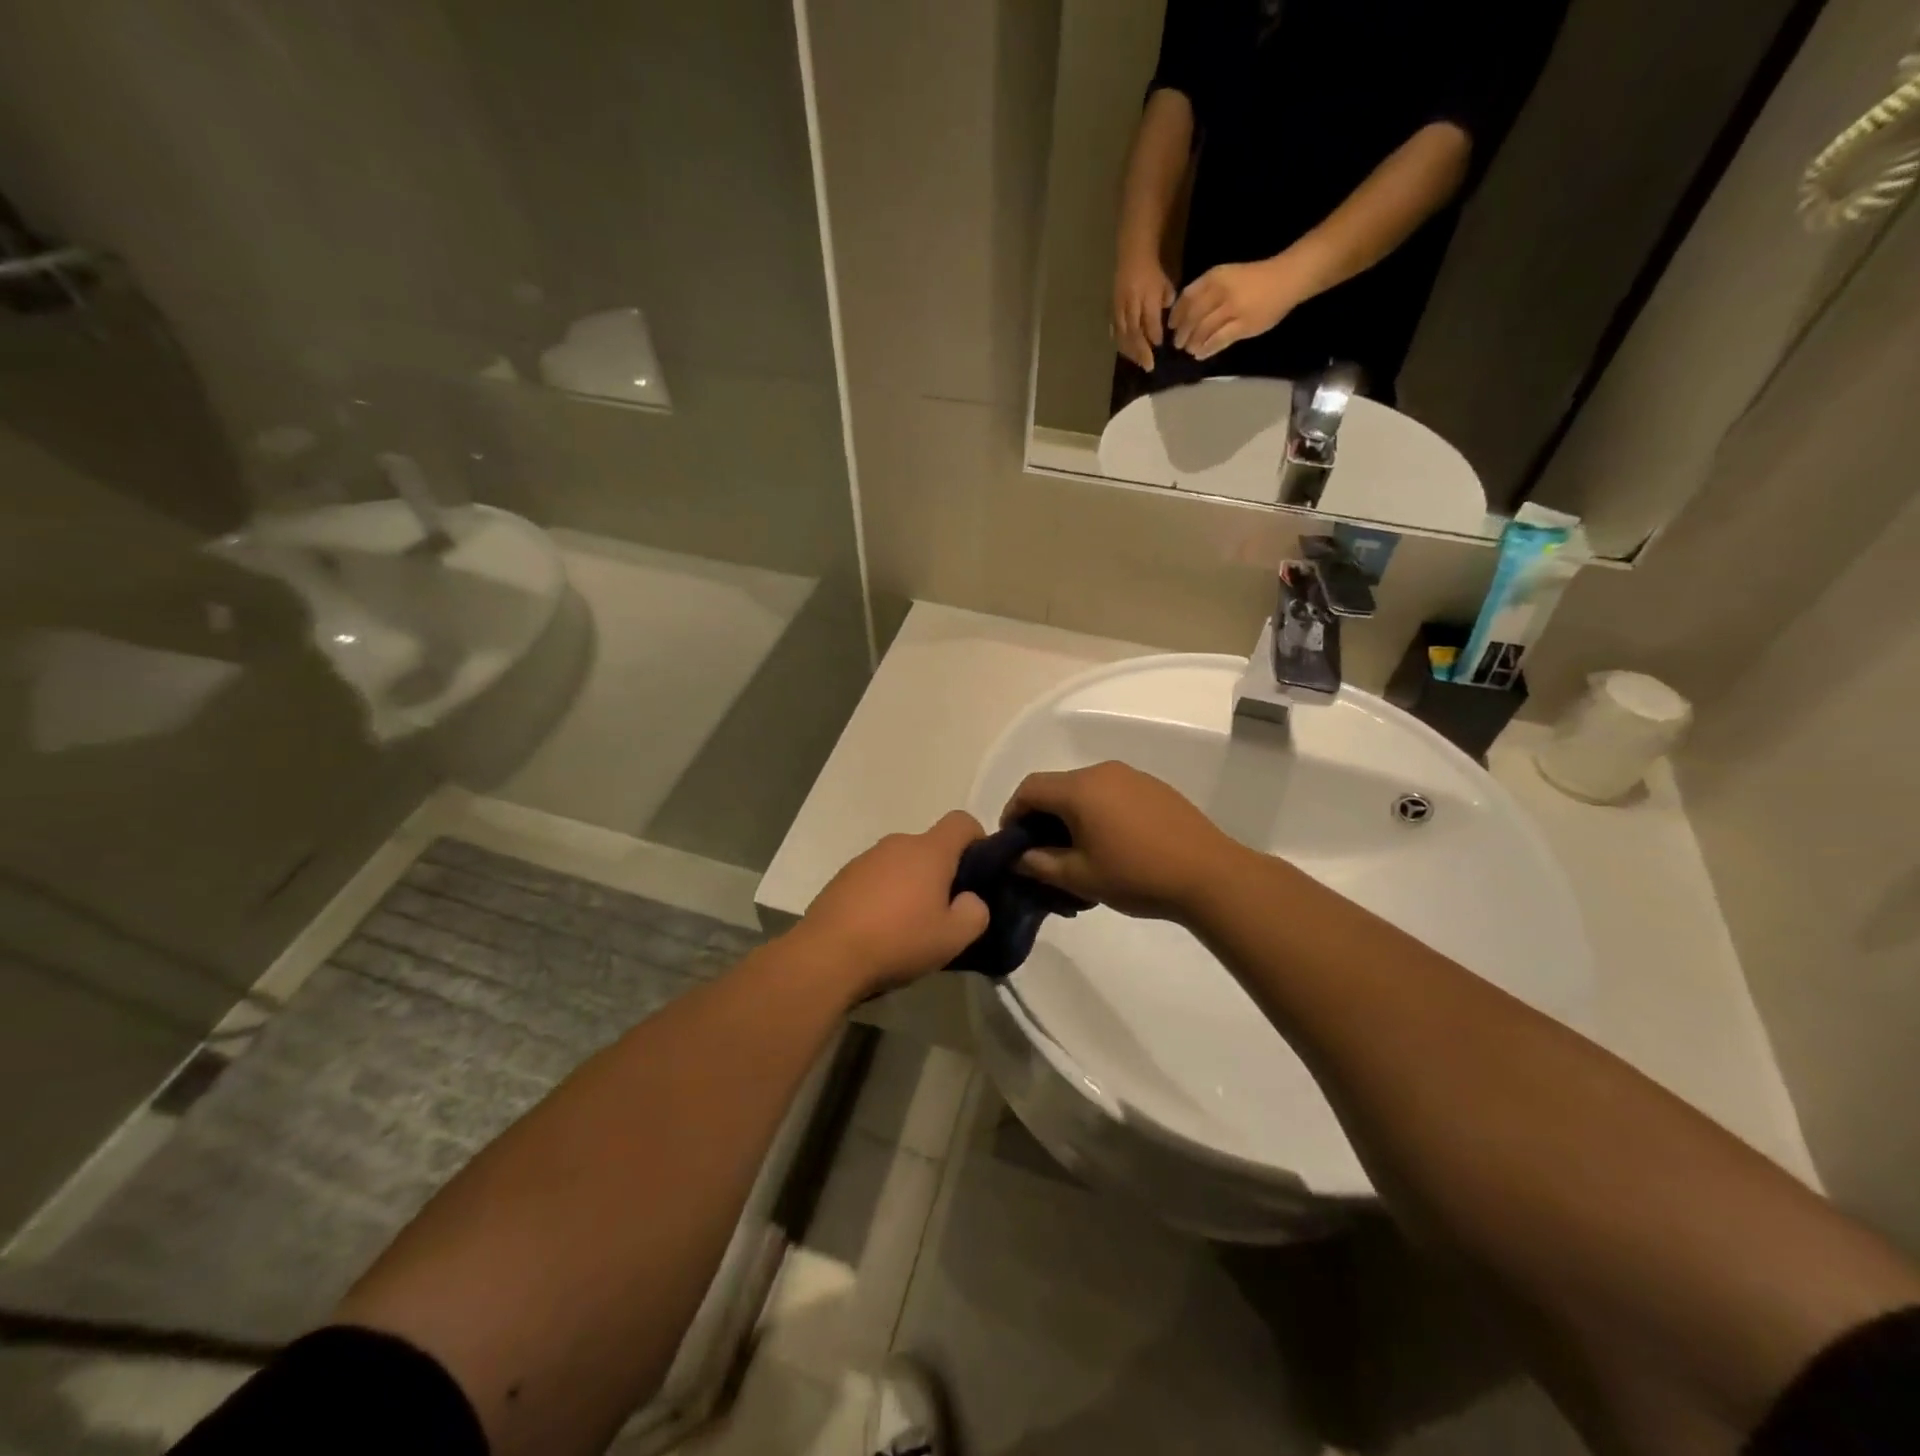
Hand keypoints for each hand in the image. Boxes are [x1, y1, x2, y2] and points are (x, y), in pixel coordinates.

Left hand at [793, 811, 989, 998]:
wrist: (827, 955)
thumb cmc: (898, 941)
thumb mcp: (953, 938)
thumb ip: (976, 912)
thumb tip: (970, 900)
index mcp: (929, 850)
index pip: (962, 821)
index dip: (978, 839)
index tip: (980, 871)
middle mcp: (897, 844)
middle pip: (931, 846)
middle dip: (943, 872)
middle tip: (946, 910)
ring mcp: (865, 858)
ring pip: (902, 863)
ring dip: (912, 884)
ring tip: (910, 925)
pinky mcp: (842, 877)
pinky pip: (876, 878)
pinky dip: (884, 895)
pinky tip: (879, 929)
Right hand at [1000, 762, 1242, 921]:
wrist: (1209, 875)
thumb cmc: (1136, 876)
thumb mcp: (1080, 877)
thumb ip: (1040, 864)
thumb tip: (1017, 858)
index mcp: (1079, 789)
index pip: (1029, 788)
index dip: (1012, 813)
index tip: (1012, 844)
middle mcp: (1103, 772)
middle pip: (1057, 786)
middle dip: (1042, 817)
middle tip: (1042, 853)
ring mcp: (1132, 776)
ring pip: (1085, 790)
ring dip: (1071, 815)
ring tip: (1077, 852)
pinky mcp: (1154, 787)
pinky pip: (1112, 793)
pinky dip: (1098, 812)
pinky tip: (1111, 844)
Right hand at [1112, 252, 1174, 370]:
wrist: (1132, 254)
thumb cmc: (1152, 270)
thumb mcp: (1165, 284)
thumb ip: (1166, 303)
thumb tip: (1163, 324)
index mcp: (1146, 296)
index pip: (1150, 322)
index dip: (1155, 337)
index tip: (1160, 348)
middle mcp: (1131, 304)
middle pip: (1134, 333)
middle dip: (1141, 351)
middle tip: (1148, 366)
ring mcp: (1119, 308)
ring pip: (1123, 335)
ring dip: (1130, 351)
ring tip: (1137, 362)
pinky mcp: (1112, 310)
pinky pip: (1115, 330)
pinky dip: (1120, 342)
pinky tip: (1124, 351)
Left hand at [1169, 257, 1304, 360]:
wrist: (1286, 279)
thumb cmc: (1255, 278)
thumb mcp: (1228, 276)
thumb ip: (1207, 292)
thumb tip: (1184, 314)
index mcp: (1216, 277)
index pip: (1188, 297)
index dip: (1176, 314)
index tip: (1171, 326)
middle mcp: (1222, 291)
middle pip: (1193, 316)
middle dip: (1182, 333)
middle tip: (1178, 344)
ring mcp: (1232, 309)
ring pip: (1203, 330)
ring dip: (1193, 342)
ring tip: (1189, 350)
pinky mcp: (1243, 325)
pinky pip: (1219, 340)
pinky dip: (1207, 349)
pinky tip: (1201, 354)